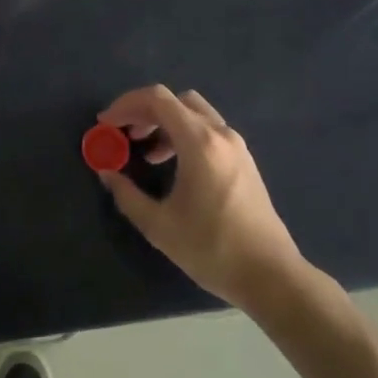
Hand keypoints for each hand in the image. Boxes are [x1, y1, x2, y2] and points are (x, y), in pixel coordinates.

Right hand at [97, 86, 308, 310]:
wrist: (272, 277)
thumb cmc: (213, 249)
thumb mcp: (159, 226)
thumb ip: (126, 194)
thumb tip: (106, 172)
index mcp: (199, 142)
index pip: (157, 99)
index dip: (125, 105)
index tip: (106, 124)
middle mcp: (220, 134)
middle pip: (175, 100)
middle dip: (144, 111)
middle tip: (123, 134)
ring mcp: (236, 146)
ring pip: (194, 113)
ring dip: (164, 122)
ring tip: (145, 151)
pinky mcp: (244, 161)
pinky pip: (208, 130)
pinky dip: (184, 134)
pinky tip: (173, 164)